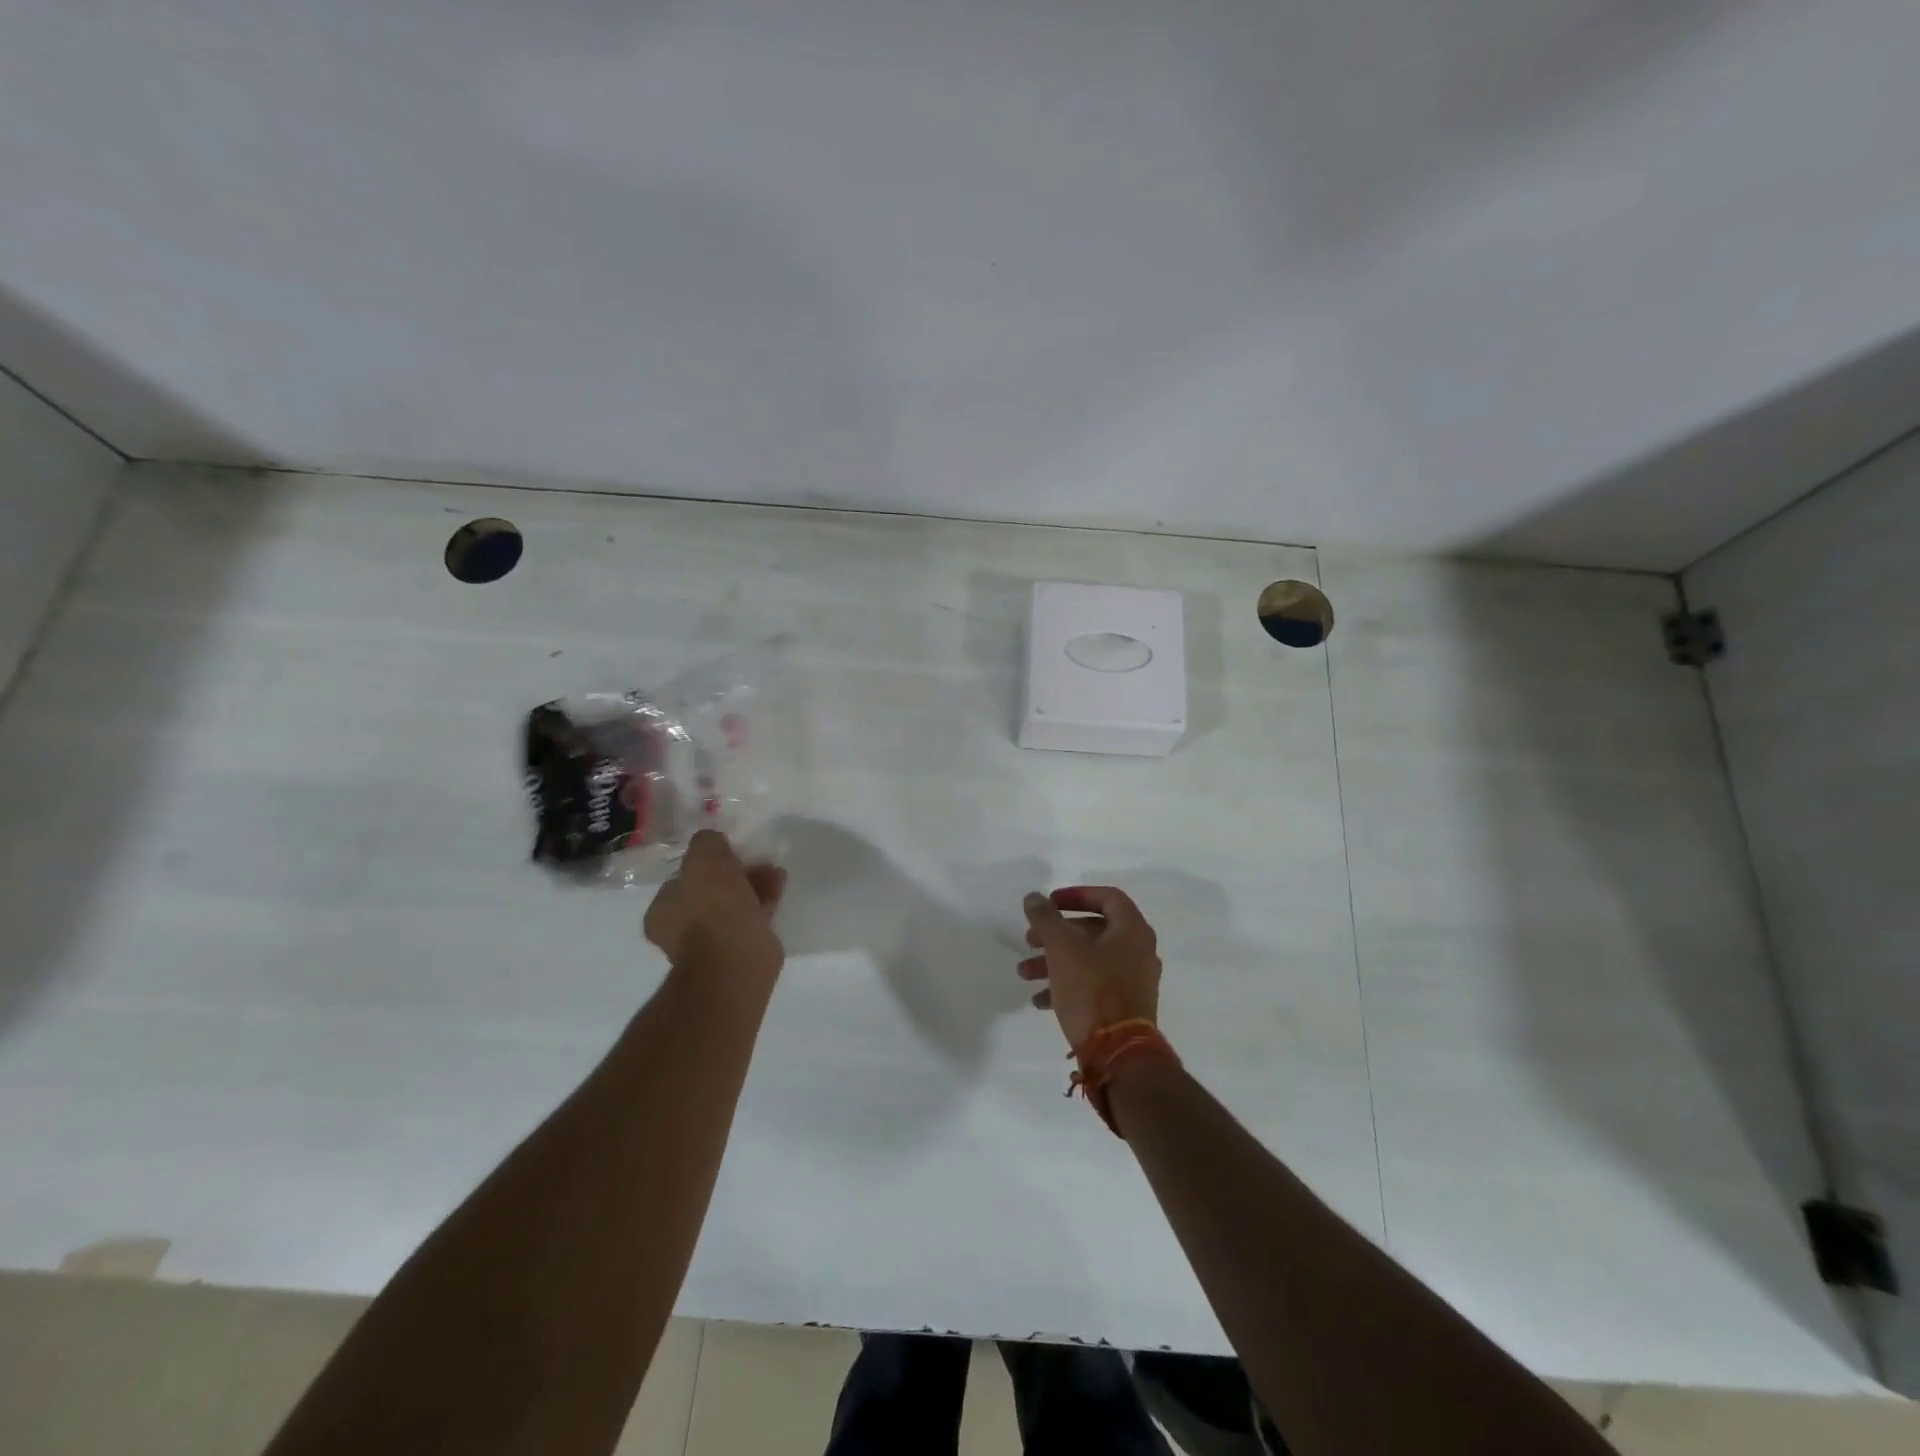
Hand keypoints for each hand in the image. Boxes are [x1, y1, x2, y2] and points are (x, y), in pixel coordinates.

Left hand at [645, 830, 787, 978]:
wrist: (735, 961)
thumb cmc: (712, 907)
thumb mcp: (705, 858)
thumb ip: (707, 843)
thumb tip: (713, 841)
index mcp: (662, 910)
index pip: (681, 879)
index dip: (703, 863)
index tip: (726, 851)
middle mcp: (681, 929)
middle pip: (709, 892)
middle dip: (732, 874)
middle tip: (753, 858)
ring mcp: (711, 943)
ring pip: (733, 905)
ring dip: (752, 884)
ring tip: (773, 869)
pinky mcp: (740, 951)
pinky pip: (752, 917)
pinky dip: (764, 899)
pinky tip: (779, 883)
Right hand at [1018, 886, 1161, 1048]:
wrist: (1119, 1054)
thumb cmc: (1092, 990)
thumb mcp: (1062, 948)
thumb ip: (1046, 918)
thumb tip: (1034, 897)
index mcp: (1132, 930)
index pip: (1108, 897)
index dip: (1076, 895)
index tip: (1049, 903)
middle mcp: (1139, 952)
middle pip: (1093, 931)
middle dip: (1057, 934)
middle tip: (1030, 939)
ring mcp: (1134, 981)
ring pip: (1089, 960)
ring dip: (1055, 961)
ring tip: (1025, 972)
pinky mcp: (1125, 1007)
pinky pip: (1094, 986)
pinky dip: (1067, 985)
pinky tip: (1040, 1000)